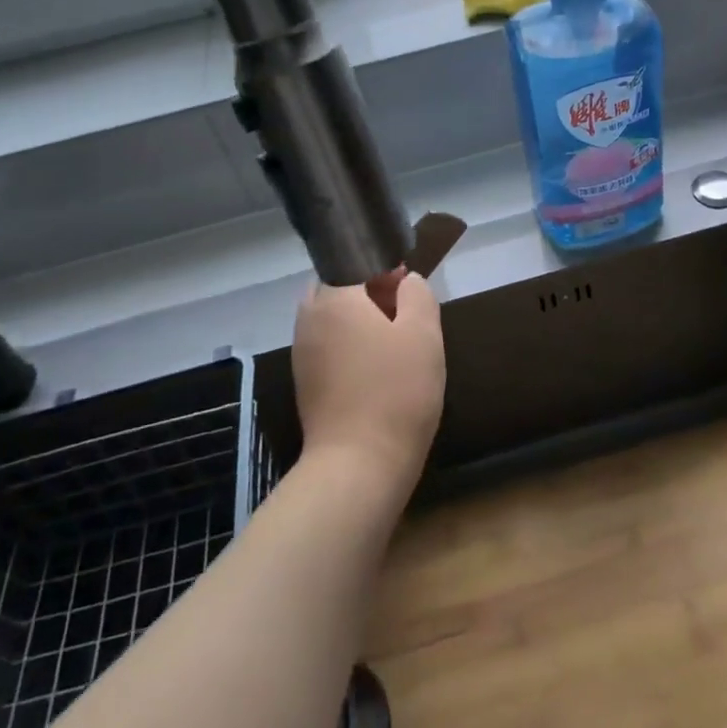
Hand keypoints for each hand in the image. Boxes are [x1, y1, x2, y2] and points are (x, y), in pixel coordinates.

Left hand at [292, 272, 444, 489]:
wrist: (359, 465)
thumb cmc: (397, 390)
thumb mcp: (424, 332)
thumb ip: (417, 293)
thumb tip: (405, 282)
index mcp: (334, 298)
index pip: (355, 262)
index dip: (385, 270)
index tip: (408, 292)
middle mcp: (309, 318)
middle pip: (338, 288)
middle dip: (367, 293)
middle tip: (401, 315)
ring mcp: (302, 353)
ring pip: (331, 318)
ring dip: (358, 322)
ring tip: (392, 344)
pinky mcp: (305, 383)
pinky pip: (327, 347)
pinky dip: (348, 348)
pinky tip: (375, 371)